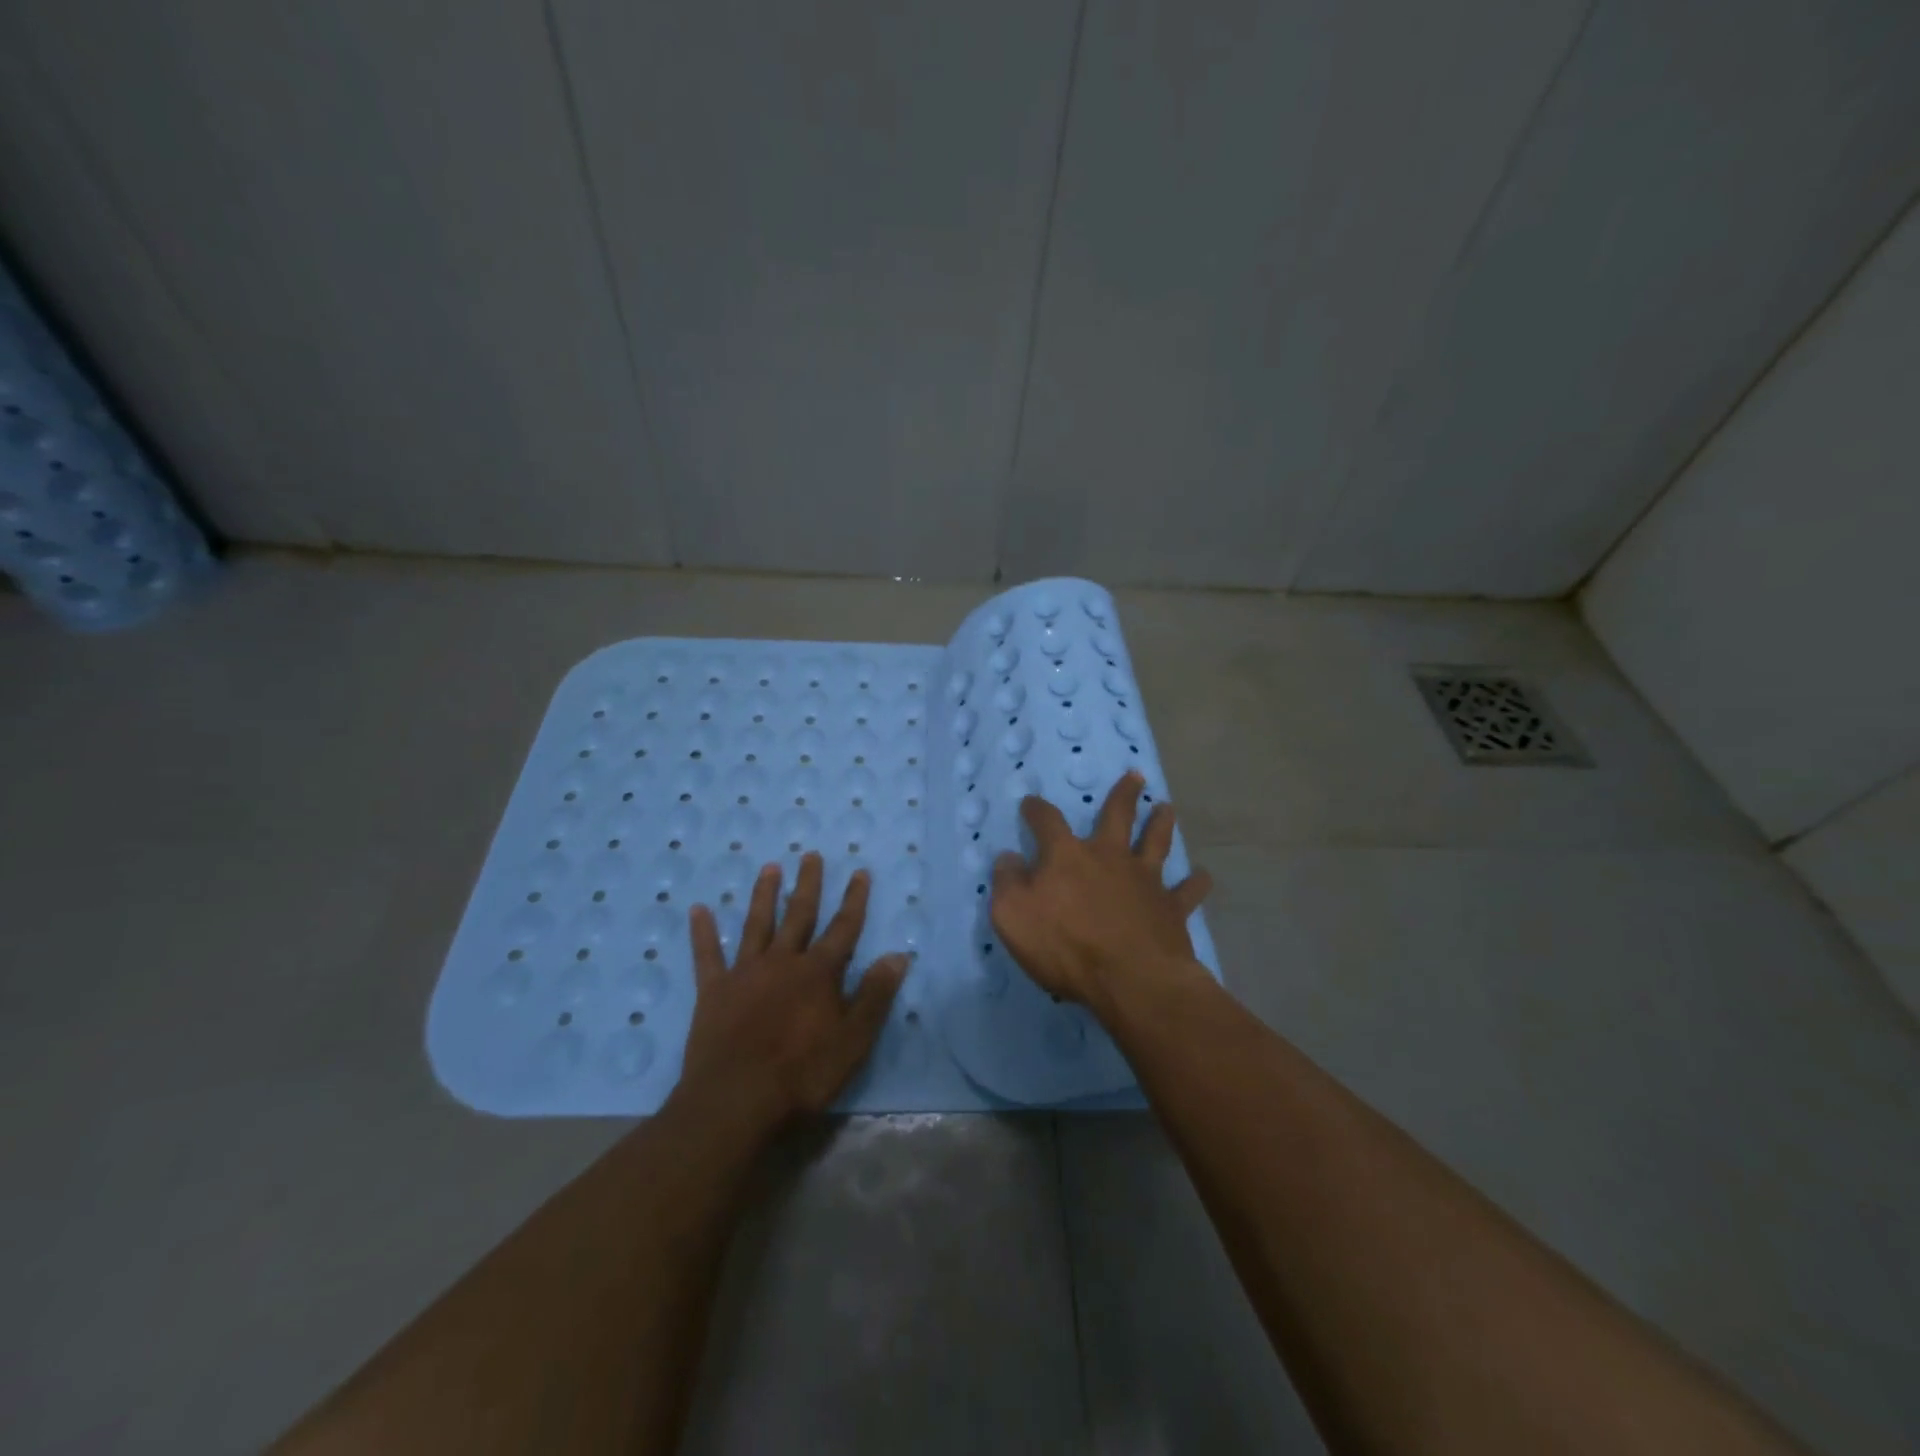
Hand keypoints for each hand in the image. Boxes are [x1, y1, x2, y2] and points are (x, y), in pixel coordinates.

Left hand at [679, 853, 909, 1129]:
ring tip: (769, 868)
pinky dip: (703, 932)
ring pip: (757, 924)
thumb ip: (875, 995)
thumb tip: (898, 954)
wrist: (735, 1100)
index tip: (860, 872)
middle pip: (799, 915)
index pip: (844, 928)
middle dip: (808, 884)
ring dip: (764, 895)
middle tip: (810, 855)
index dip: (854, 899)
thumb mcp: (853, 1040)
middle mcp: (783, 961)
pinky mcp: (714, 991)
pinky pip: (707, 955)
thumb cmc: (802, 1073)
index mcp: (819, 973)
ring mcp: (745, 973)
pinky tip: (697, 910)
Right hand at [990, 770, 1211, 1012]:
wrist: (1131, 979)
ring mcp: (1145, 880)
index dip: (1037, 810)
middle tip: (1136, 776)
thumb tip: (1009, 857)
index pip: (1047, 822)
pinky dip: (1195, 883)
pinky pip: (1187, 891)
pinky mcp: (1171, 908)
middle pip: (1117, 816)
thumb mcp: (1013, 916)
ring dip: (1161, 824)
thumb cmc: (1066, 946)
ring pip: (1156, 842)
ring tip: (1166, 808)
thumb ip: (1008, 882)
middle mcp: (1109, 857)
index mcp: (1067, 856)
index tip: (1031, 803)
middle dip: (1124, 795)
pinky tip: (1203, 876)